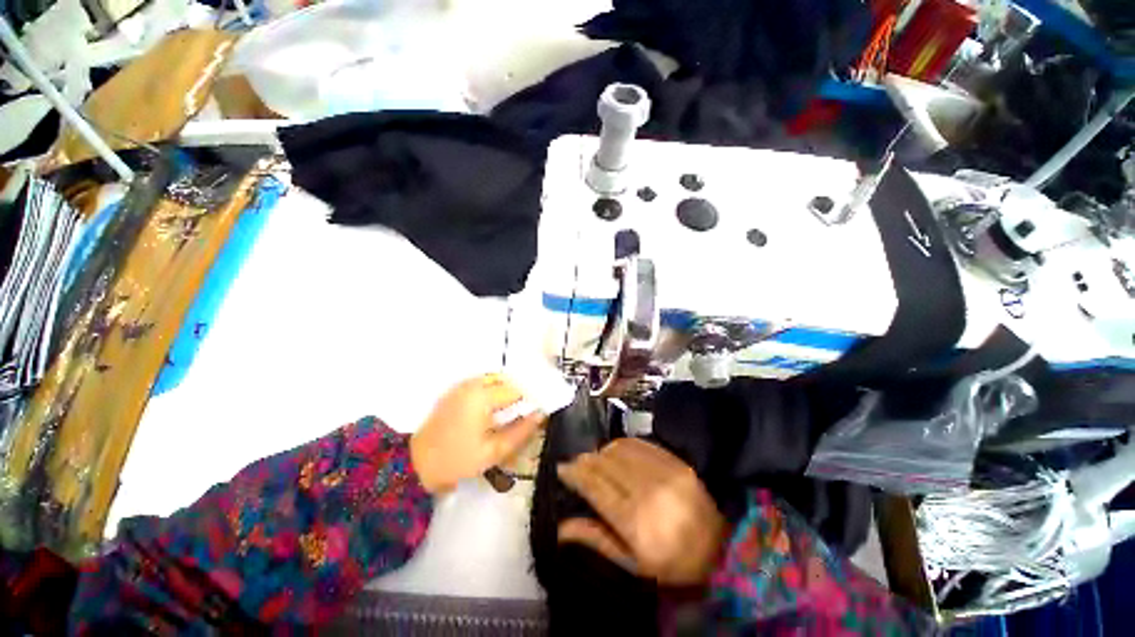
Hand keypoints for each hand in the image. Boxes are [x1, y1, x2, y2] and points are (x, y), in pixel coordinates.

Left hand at [410, 374, 545, 493]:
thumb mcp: (494, 451)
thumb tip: (540, 416)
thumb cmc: (458, 459)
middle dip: (520, 393)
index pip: (517, 390)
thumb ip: (521, 431)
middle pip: (507, 380)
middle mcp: (473, 384)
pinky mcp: (456, 390)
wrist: (417, 463)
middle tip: (526, 413)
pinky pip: (483, 383)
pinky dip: (494, 391)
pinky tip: (495, 409)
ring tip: (512, 411)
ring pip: (495, 379)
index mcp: (482, 396)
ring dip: (507, 391)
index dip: (530, 400)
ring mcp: (462, 385)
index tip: (537, 413)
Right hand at [557, 438, 726, 584]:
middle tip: (576, 464)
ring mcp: (664, 472)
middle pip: (605, 463)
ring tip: (596, 459)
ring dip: (602, 452)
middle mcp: (647, 491)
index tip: (562, 468)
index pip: (595, 487)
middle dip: (585, 461)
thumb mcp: (633, 563)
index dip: (575, 474)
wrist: (722, 548)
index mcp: (635, 522)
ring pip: (619, 449)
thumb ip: (597, 539)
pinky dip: (622, 445)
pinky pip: (640, 444)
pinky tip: (617, 452)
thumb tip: (561, 527)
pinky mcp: (676, 461)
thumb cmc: (672, 563)